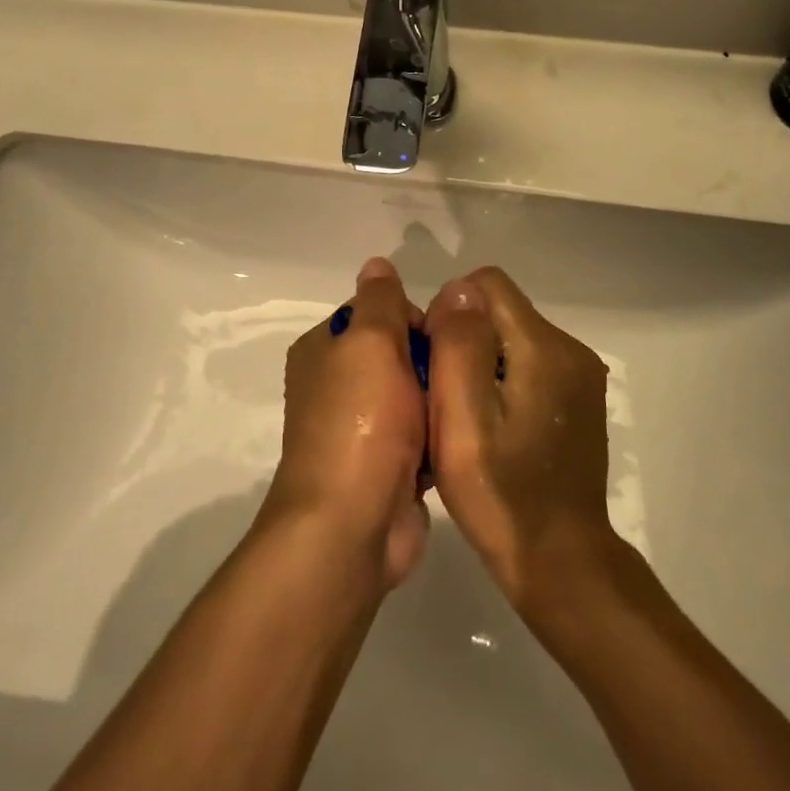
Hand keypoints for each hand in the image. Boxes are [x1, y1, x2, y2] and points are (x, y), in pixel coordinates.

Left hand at [264, 257, 429, 588]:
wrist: (351, 526)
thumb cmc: (361, 422)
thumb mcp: (370, 343)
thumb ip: (379, 301)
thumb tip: (376, 264)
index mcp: (323, 350)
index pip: (377, 312)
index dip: (412, 319)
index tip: (441, 338)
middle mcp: (335, 385)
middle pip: (398, 353)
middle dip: (430, 362)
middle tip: (460, 376)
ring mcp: (359, 430)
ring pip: (414, 396)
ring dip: (438, 401)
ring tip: (466, 407)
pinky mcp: (383, 468)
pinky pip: (421, 436)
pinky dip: (437, 437)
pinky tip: (460, 441)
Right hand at [424, 266, 615, 614]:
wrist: (560, 561)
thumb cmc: (501, 494)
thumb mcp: (463, 419)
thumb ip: (460, 343)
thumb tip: (459, 290)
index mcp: (544, 347)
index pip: (488, 284)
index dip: (451, 309)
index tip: (436, 359)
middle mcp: (570, 349)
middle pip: (501, 309)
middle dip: (466, 336)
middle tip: (445, 394)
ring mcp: (580, 375)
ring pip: (513, 336)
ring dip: (483, 359)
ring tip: (466, 414)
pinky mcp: (579, 399)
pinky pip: (530, 362)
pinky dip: (504, 378)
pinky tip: (494, 425)